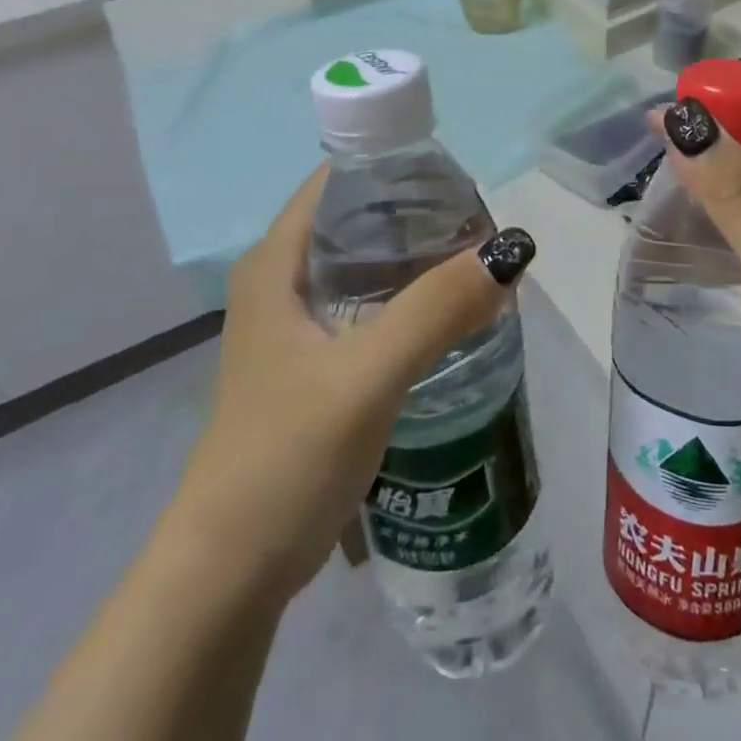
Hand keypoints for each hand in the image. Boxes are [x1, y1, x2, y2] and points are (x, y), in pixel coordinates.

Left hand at [166, 168, 536, 602]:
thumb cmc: (285, 457)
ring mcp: (295, 328)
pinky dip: (407, 300)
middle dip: (418, 215)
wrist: (230, 573)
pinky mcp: (312, 366)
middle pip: (357, 221)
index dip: (396, 168)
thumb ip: (436, 310)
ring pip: (365, 268)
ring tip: (476, 261)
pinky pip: (368, 308)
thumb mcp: (366, 375)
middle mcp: (280, 284)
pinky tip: (448, 314)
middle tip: (480, 223)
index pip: (339, 181)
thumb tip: (510, 250)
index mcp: (276, 264)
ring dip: (416, 260)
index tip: (457, 178)